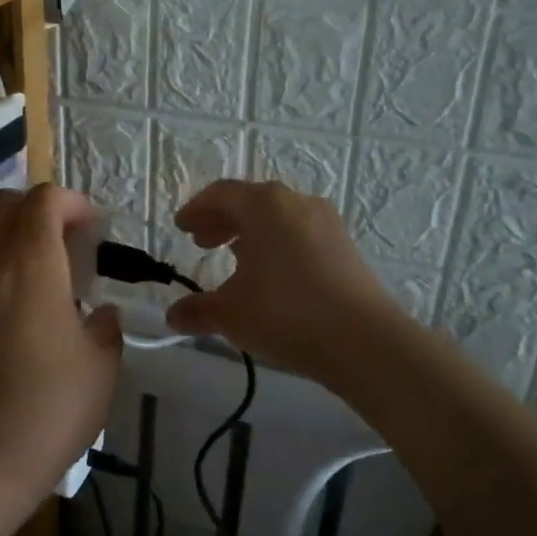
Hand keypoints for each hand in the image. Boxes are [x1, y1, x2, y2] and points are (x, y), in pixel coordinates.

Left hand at [0, 185, 121, 507]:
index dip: (71, 202)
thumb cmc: (55, 404)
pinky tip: (4, 292)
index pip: (43, 201)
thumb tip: (102, 312)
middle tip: (61, 238)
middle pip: (2, 203)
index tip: (91, 227)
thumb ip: (107, 324)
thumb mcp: (103, 363)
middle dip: (35, 208)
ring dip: (2, 227)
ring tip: (27, 258)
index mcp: (33, 265)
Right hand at [164, 179, 406, 385]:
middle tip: (202, 242)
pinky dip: (277, 244)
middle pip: (251, 201)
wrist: (363, 341)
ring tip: (234, 259)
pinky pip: (299, 233)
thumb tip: (173, 317)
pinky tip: (271, 275)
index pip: (221, 194)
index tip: (181, 227)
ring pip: (278, 217)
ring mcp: (325, 223)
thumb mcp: (231, 314)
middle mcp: (296, 202)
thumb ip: (198, 311)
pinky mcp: (344, 247)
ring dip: (251, 232)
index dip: (197, 209)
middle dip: (222, 220)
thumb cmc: (285, 313)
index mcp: (264, 205)